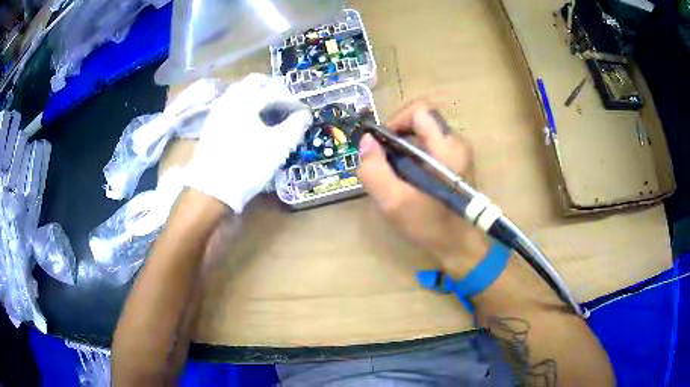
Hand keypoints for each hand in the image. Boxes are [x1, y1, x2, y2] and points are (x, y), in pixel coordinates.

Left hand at [186, 74, 311, 213]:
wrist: (212, 190)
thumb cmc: (248, 165)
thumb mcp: (279, 146)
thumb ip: (296, 126)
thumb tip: (305, 115)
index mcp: (246, 99)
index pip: (275, 92)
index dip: (293, 102)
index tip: (303, 113)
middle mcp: (230, 99)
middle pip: (255, 83)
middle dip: (274, 90)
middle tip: (287, 104)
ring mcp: (217, 111)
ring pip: (241, 93)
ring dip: (258, 97)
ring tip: (271, 112)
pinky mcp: (211, 125)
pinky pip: (231, 106)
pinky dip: (245, 107)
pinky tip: (252, 122)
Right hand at [358, 101, 489, 278]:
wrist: (461, 247)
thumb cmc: (432, 226)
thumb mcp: (395, 203)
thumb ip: (375, 171)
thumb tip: (366, 141)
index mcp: (447, 147)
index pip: (419, 110)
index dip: (396, 120)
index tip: (383, 144)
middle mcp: (456, 143)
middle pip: (420, 121)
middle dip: (396, 137)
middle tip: (384, 163)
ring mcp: (458, 153)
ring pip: (423, 135)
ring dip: (402, 149)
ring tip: (394, 175)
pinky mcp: (456, 163)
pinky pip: (429, 147)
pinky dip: (413, 157)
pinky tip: (407, 181)